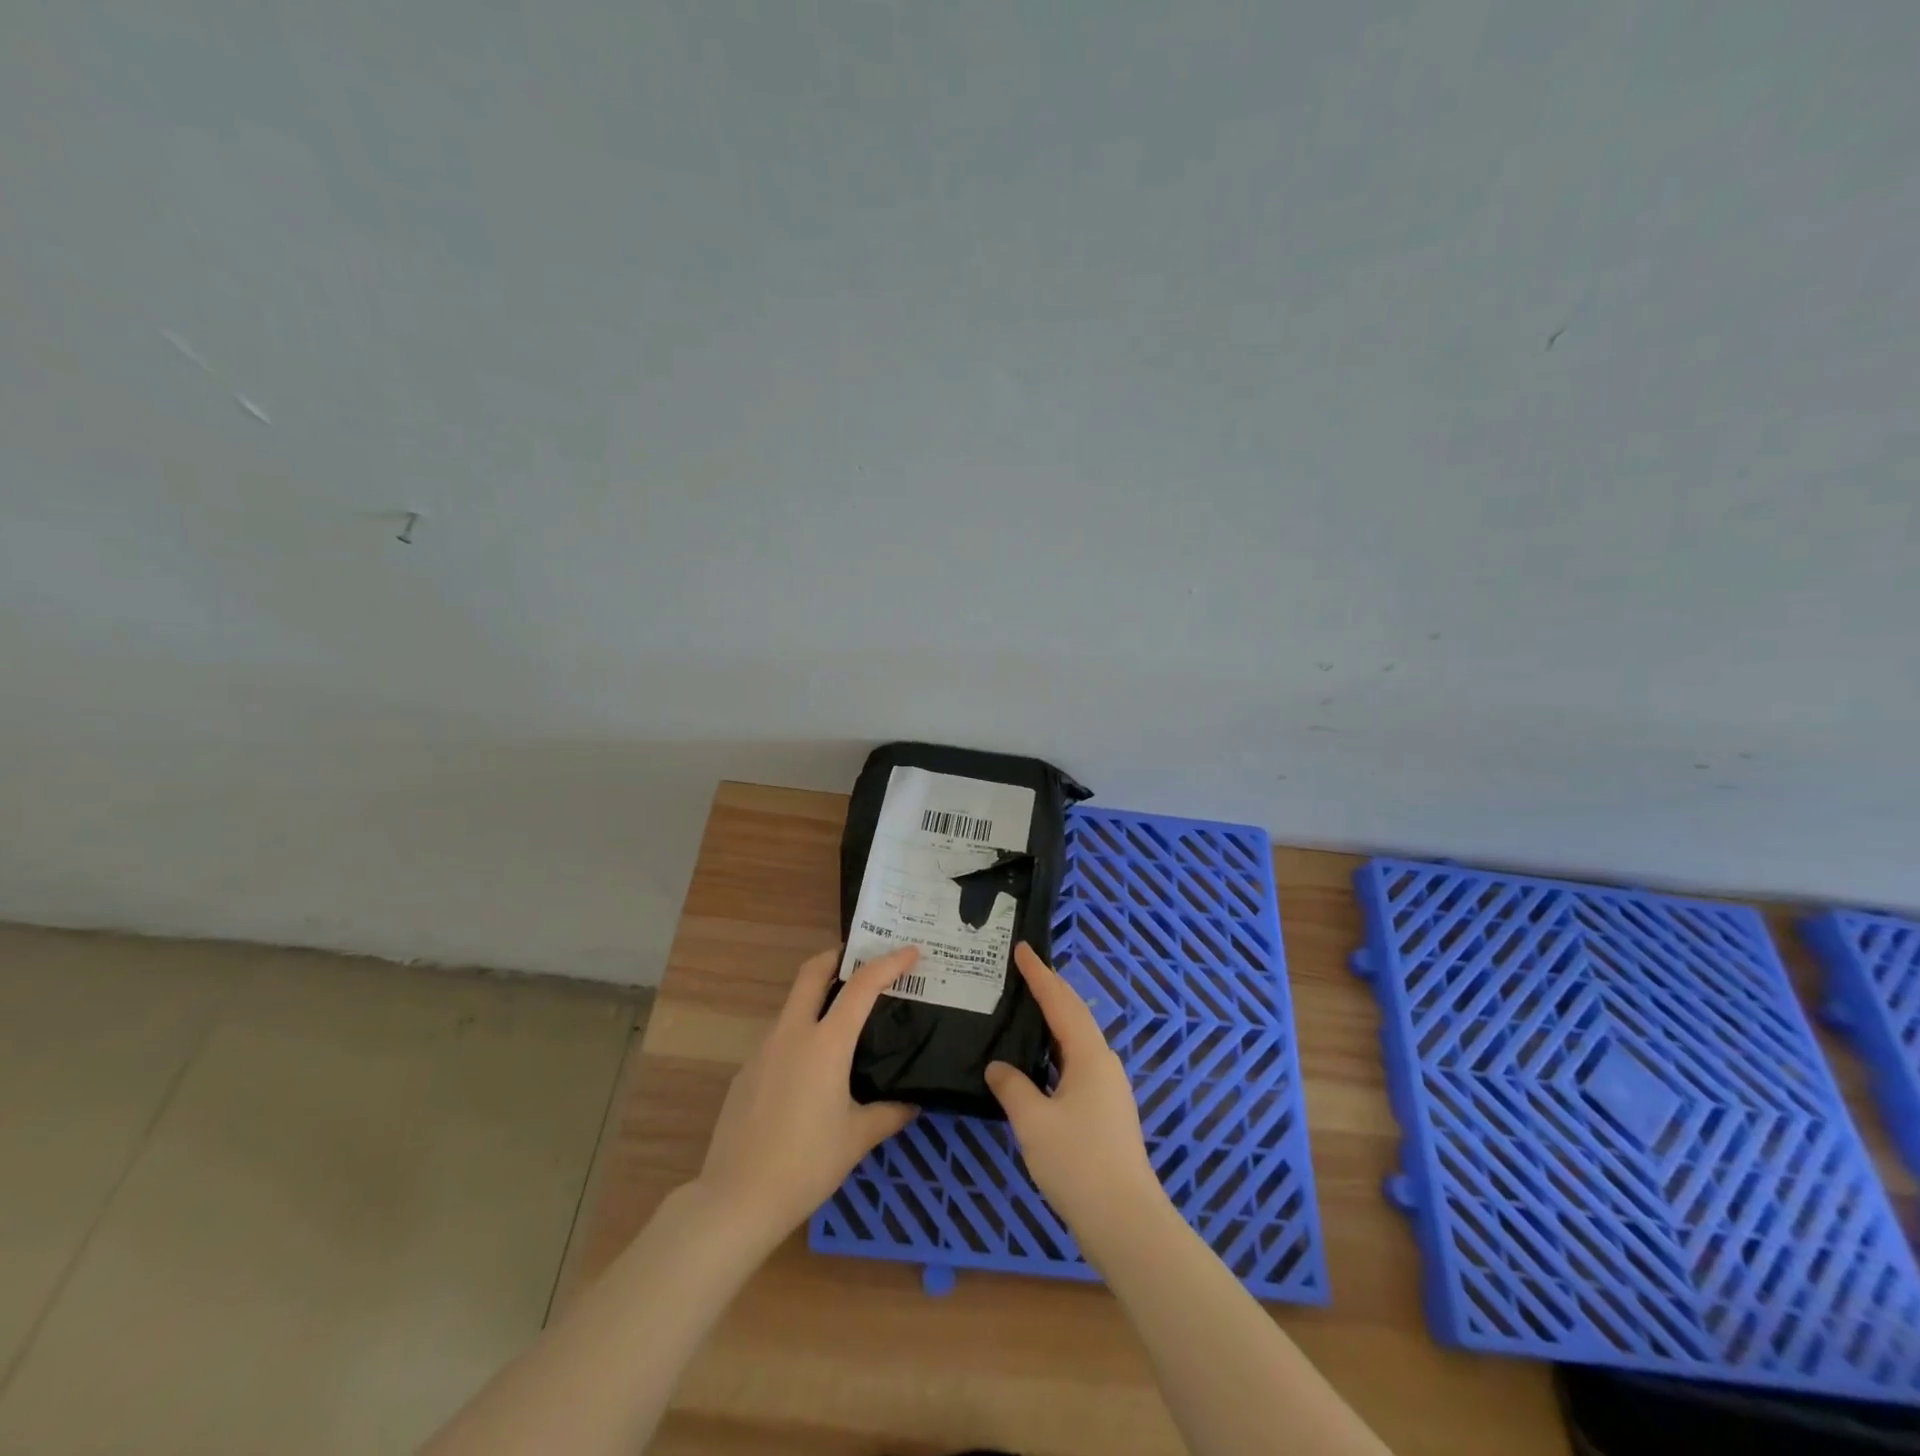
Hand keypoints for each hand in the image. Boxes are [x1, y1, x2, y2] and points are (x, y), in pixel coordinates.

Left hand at [693, 945, 920, 1248]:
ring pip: (794, 1003)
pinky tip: (812, 1066)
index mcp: (826, 1043)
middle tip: (864, 960)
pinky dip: (802, 1031)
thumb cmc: (806, 1164)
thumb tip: (913, 1103)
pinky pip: (780, 1036)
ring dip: (819, 995)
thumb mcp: (857, 1139)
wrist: (736, 1199)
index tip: (911, 952)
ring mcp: (764, 1049)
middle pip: (812, 972)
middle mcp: (793, 1033)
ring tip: (845, 1017)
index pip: (862, 986)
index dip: (889, 963)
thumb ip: (890, 1113)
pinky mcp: (747, 1070)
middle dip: (838, 956)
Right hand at [984, 943, 1167, 1260]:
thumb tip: (998, 1067)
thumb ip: (1012, 1087)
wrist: (1125, 1220)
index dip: (1039, 974)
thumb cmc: (1078, 1163)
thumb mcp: (1033, 1122)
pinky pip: (1077, 1061)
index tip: (1022, 949)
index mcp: (1089, 1055)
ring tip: (1026, 1007)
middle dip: (1050, 989)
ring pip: (1077, 1039)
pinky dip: (1056, 1048)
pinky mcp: (1107, 1109)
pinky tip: (1039, 1061)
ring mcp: (1109, 1087)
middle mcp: (1103, 1062)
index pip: (1060, 1002)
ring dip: (1054, 1019)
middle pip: (1074, 1014)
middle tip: (1023, 970)